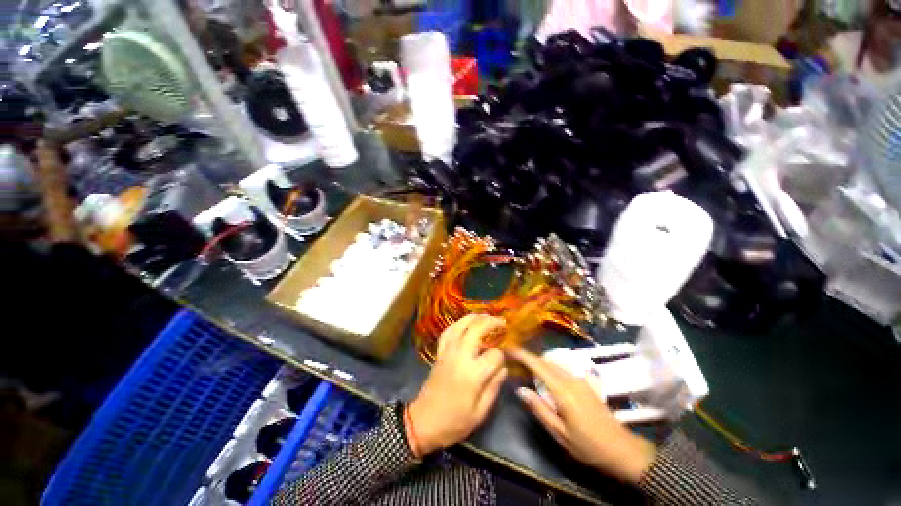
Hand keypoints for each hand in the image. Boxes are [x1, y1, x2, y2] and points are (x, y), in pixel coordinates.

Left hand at [407, 315, 507, 455]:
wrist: (423, 422)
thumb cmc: (454, 422)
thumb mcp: (480, 412)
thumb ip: (494, 387)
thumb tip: (504, 368)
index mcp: (473, 373)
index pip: (494, 354)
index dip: (502, 356)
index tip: (503, 362)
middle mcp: (460, 356)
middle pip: (477, 329)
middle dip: (491, 323)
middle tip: (501, 322)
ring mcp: (448, 352)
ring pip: (461, 326)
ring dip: (475, 318)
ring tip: (486, 316)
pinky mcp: (439, 352)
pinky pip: (448, 332)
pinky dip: (457, 324)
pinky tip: (464, 324)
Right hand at [507, 348, 656, 484]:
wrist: (623, 450)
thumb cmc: (590, 446)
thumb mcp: (560, 434)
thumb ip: (539, 409)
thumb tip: (520, 390)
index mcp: (563, 391)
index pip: (539, 365)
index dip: (522, 354)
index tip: (508, 348)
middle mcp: (571, 379)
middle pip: (545, 361)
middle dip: (528, 356)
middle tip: (511, 358)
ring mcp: (579, 380)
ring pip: (553, 363)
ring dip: (537, 361)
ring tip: (523, 365)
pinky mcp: (584, 384)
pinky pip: (560, 369)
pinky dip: (547, 367)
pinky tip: (542, 375)